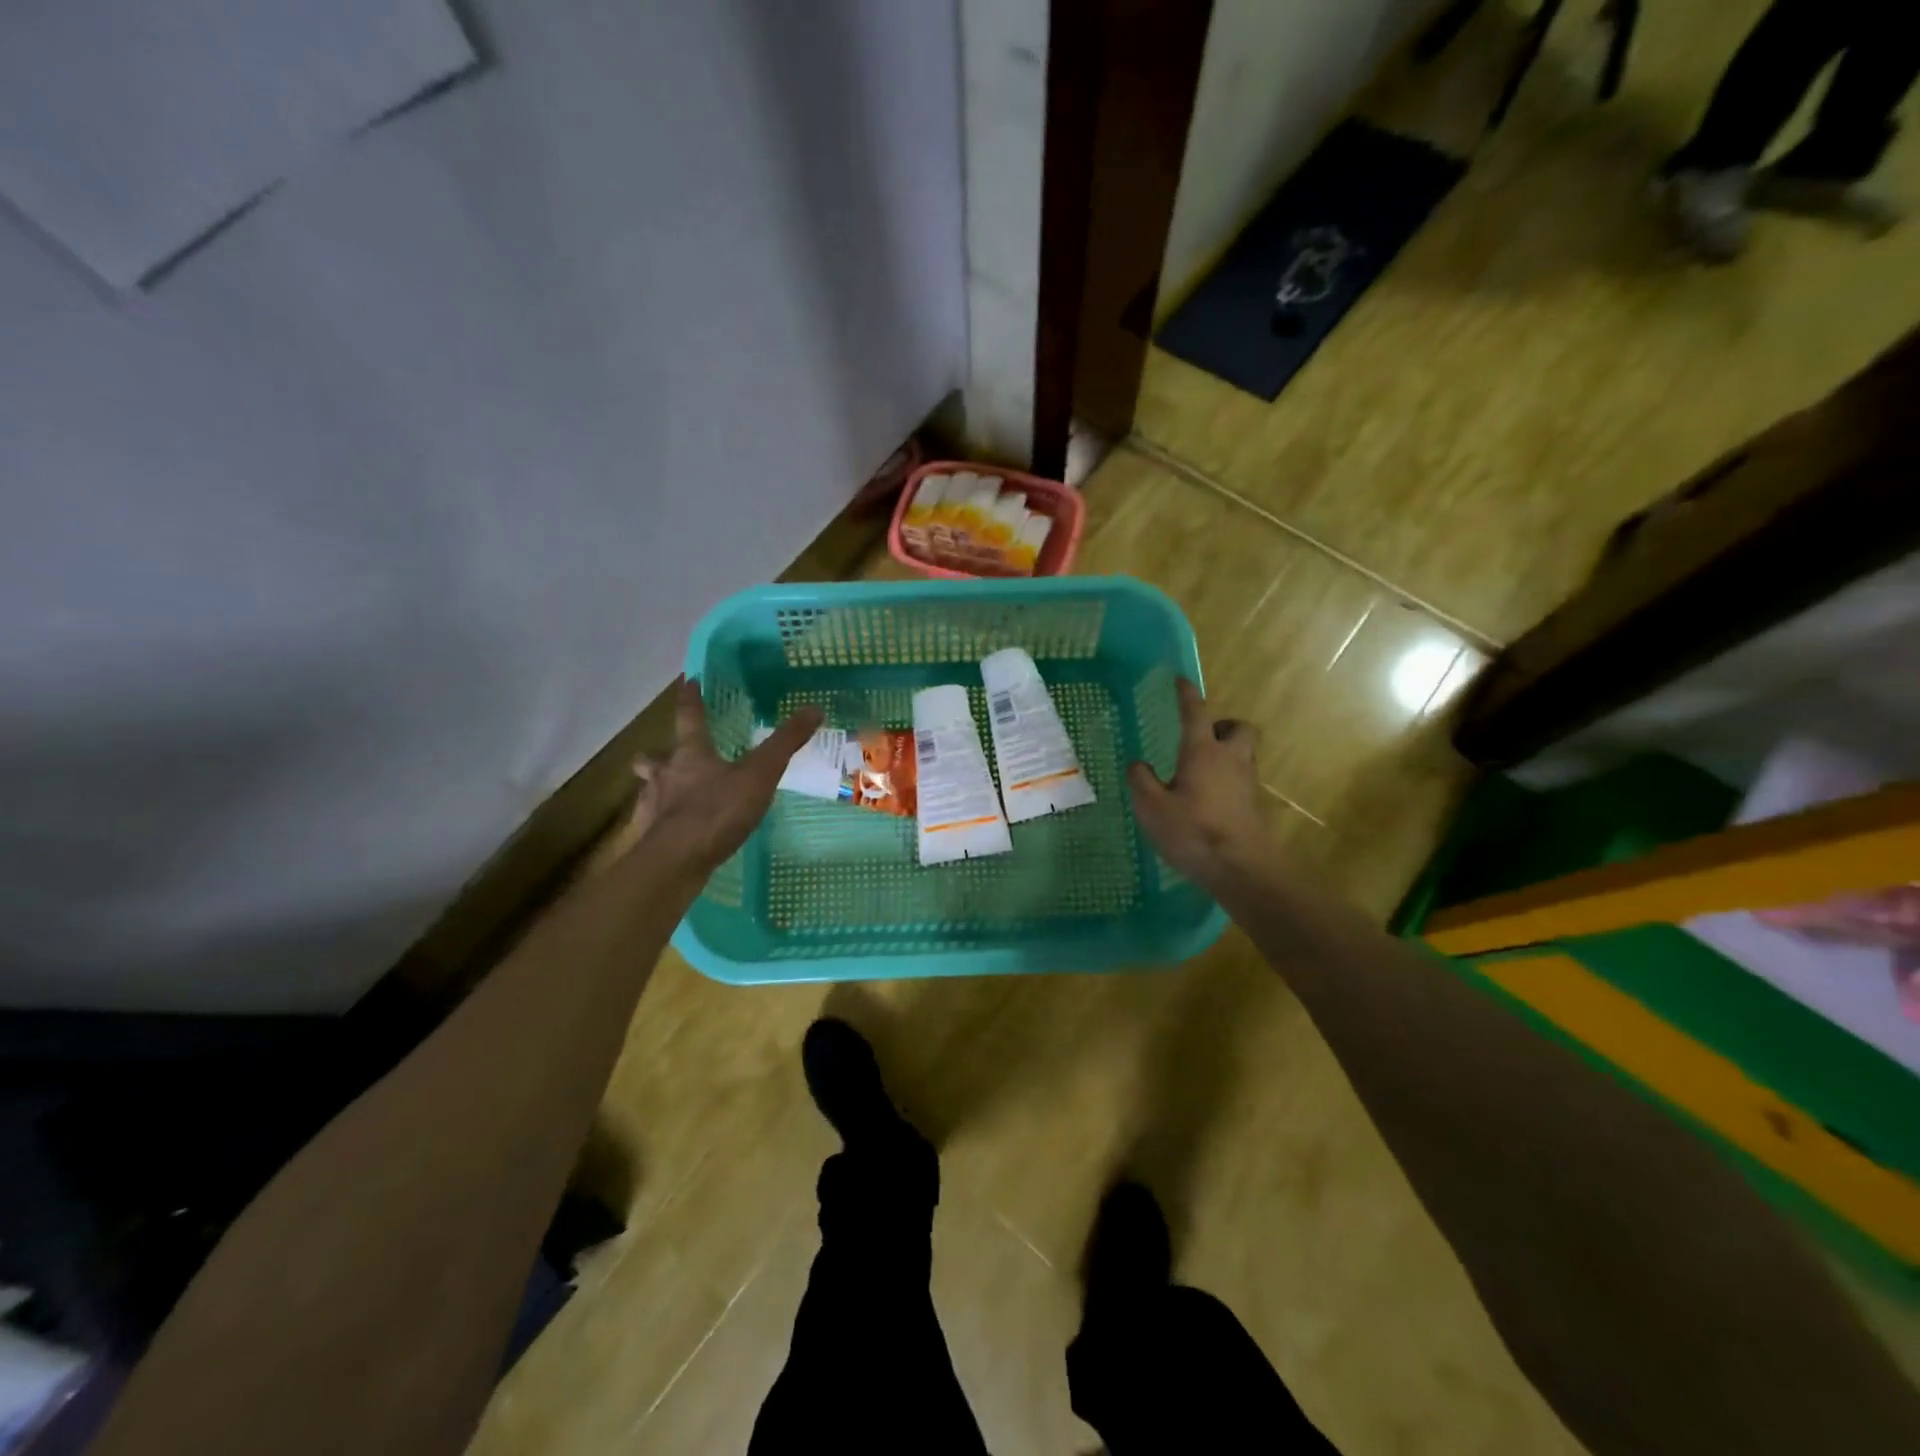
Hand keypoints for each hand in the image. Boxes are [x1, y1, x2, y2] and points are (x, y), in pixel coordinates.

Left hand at [608, 679, 821, 876]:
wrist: (677, 860)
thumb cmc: (717, 810)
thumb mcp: (760, 774)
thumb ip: (785, 743)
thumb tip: (814, 708)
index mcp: (691, 754)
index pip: (689, 717)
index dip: (691, 699)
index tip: (688, 681)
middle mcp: (665, 775)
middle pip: (653, 759)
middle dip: (656, 756)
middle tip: (663, 757)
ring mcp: (653, 807)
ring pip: (648, 791)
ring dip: (656, 789)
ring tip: (669, 796)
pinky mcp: (651, 838)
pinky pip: (653, 825)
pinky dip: (661, 824)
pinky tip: (673, 833)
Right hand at [1127, 678, 1269, 894]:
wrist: (1243, 870)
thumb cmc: (1194, 832)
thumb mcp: (1152, 808)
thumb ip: (1141, 781)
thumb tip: (1137, 763)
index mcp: (1203, 752)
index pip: (1196, 713)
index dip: (1187, 694)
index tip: (1181, 680)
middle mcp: (1232, 759)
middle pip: (1239, 727)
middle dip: (1223, 725)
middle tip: (1202, 738)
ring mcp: (1248, 783)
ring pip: (1244, 754)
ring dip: (1227, 754)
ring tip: (1200, 773)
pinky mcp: (1255, 806)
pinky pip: (1242, 780)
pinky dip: (1228, 781)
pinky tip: (1209, 802)